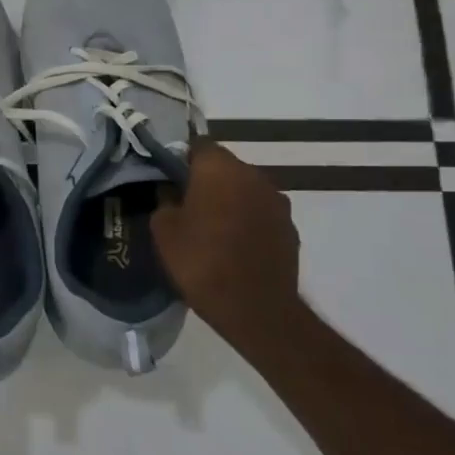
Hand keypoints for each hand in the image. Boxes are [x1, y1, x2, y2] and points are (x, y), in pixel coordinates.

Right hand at [151, 139, 300, 330]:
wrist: (256, 309)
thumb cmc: (202, 262)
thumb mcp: (163, 230)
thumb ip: (165, 201)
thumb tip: (172, 192)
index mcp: (219, 168)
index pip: (198, 145)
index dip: (182, 159)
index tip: (170, 179)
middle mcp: (253, 175)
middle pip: (224, 167)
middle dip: (207, 181)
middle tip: (187, 206)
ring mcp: (277, 200)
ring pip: (245, 190)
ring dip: (230, 201)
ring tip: (213, 229)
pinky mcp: (290, 227)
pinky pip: (262, 214)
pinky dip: (249, 222)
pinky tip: (236, 247)